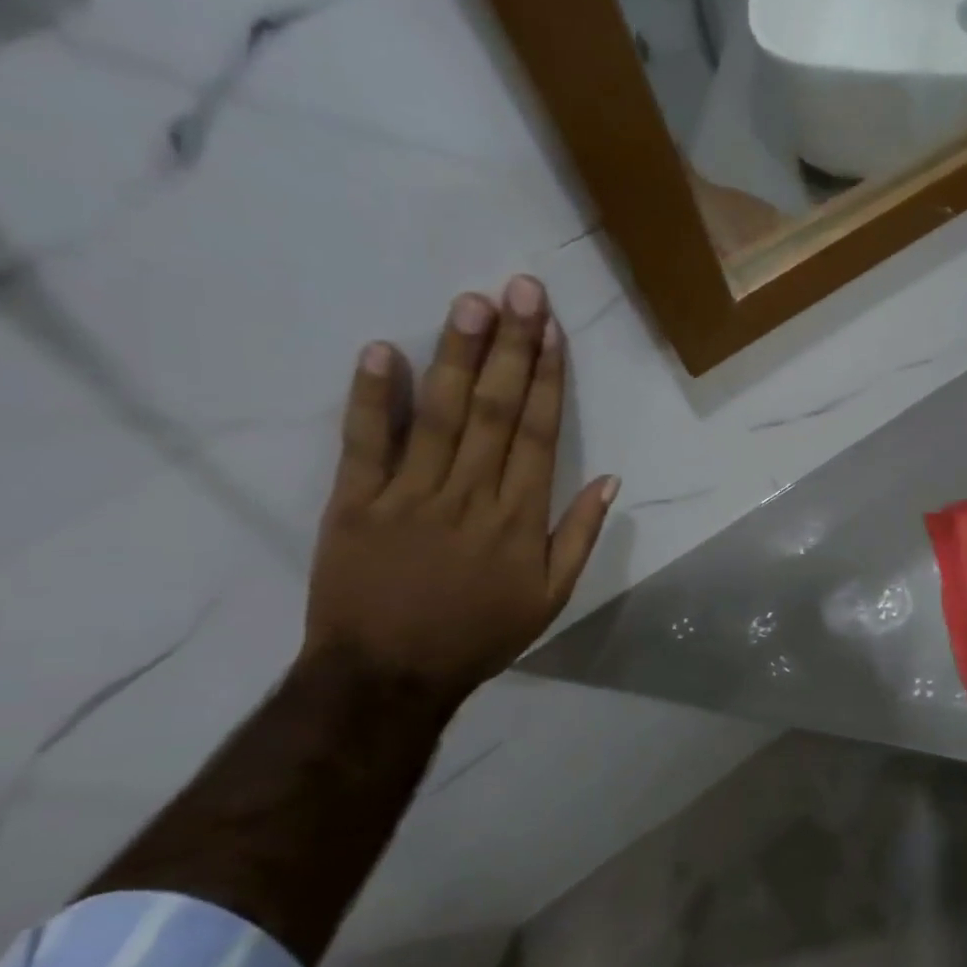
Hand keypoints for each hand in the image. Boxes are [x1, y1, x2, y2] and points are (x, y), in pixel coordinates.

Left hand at [301, 274, 616, 706]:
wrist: (388, 676)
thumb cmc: (480, 634)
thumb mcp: (552, 597)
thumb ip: (580, 536)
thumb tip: (611, 481)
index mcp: (520, 518)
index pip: (541, 434)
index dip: (549, 378)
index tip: (553, 330)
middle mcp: (471, 495)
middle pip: (497, 410)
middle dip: (512, 347)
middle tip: (520, 290)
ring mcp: (410, 495)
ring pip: (441, 416)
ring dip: (459, 357)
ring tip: (472, 303)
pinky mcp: (355, 503)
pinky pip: (365, 444)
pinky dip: (372, 398)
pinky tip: (383, 350)